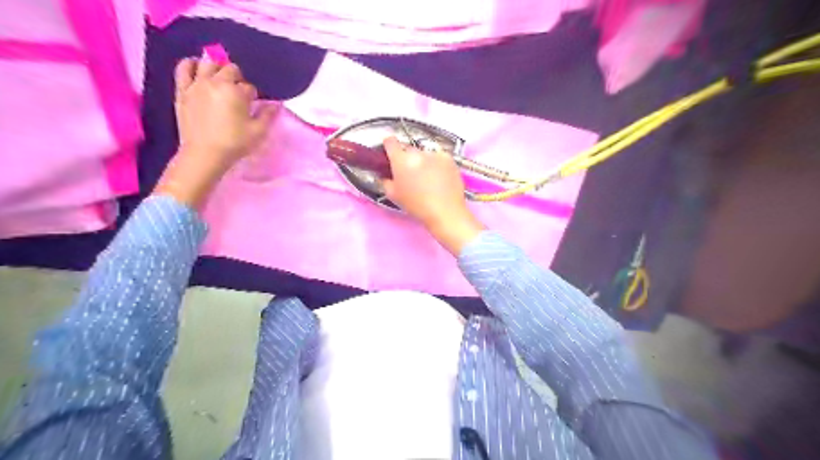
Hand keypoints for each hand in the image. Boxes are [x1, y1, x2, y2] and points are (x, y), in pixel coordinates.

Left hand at [155, 57, 275, 209]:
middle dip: (238, 79)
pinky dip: (191, 64)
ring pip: (208, 63)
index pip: (249, 87)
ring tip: (221, 78)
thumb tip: (276, 105)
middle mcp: (216, 82)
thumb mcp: (258, 132)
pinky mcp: (183, 90)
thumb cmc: (234, 143)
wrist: (204, 154)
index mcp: (236, 92)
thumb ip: (268, 115)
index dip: (253, 96)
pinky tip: (197, 67)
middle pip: (230, 70)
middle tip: (239, 93)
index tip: (252, 105)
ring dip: (217, 68)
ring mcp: (197, 84)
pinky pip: (184, 68)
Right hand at [381, 136, 481, 254]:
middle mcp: (417, 153)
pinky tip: (439, 178)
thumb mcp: (393, 195)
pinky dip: (437, 164)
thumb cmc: (417, 205)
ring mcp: (434, 154)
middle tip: (410, 174)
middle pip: (408, 150)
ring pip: (424, 154)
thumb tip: (386, 174)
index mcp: (400, 160)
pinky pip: (438, 158)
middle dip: (407, 159)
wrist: (445, 211)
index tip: (390, 152)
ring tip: (428, 179)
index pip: (390, 141)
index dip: (388, 145)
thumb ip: (385, 180)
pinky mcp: (448, 158)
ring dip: (423, 162)